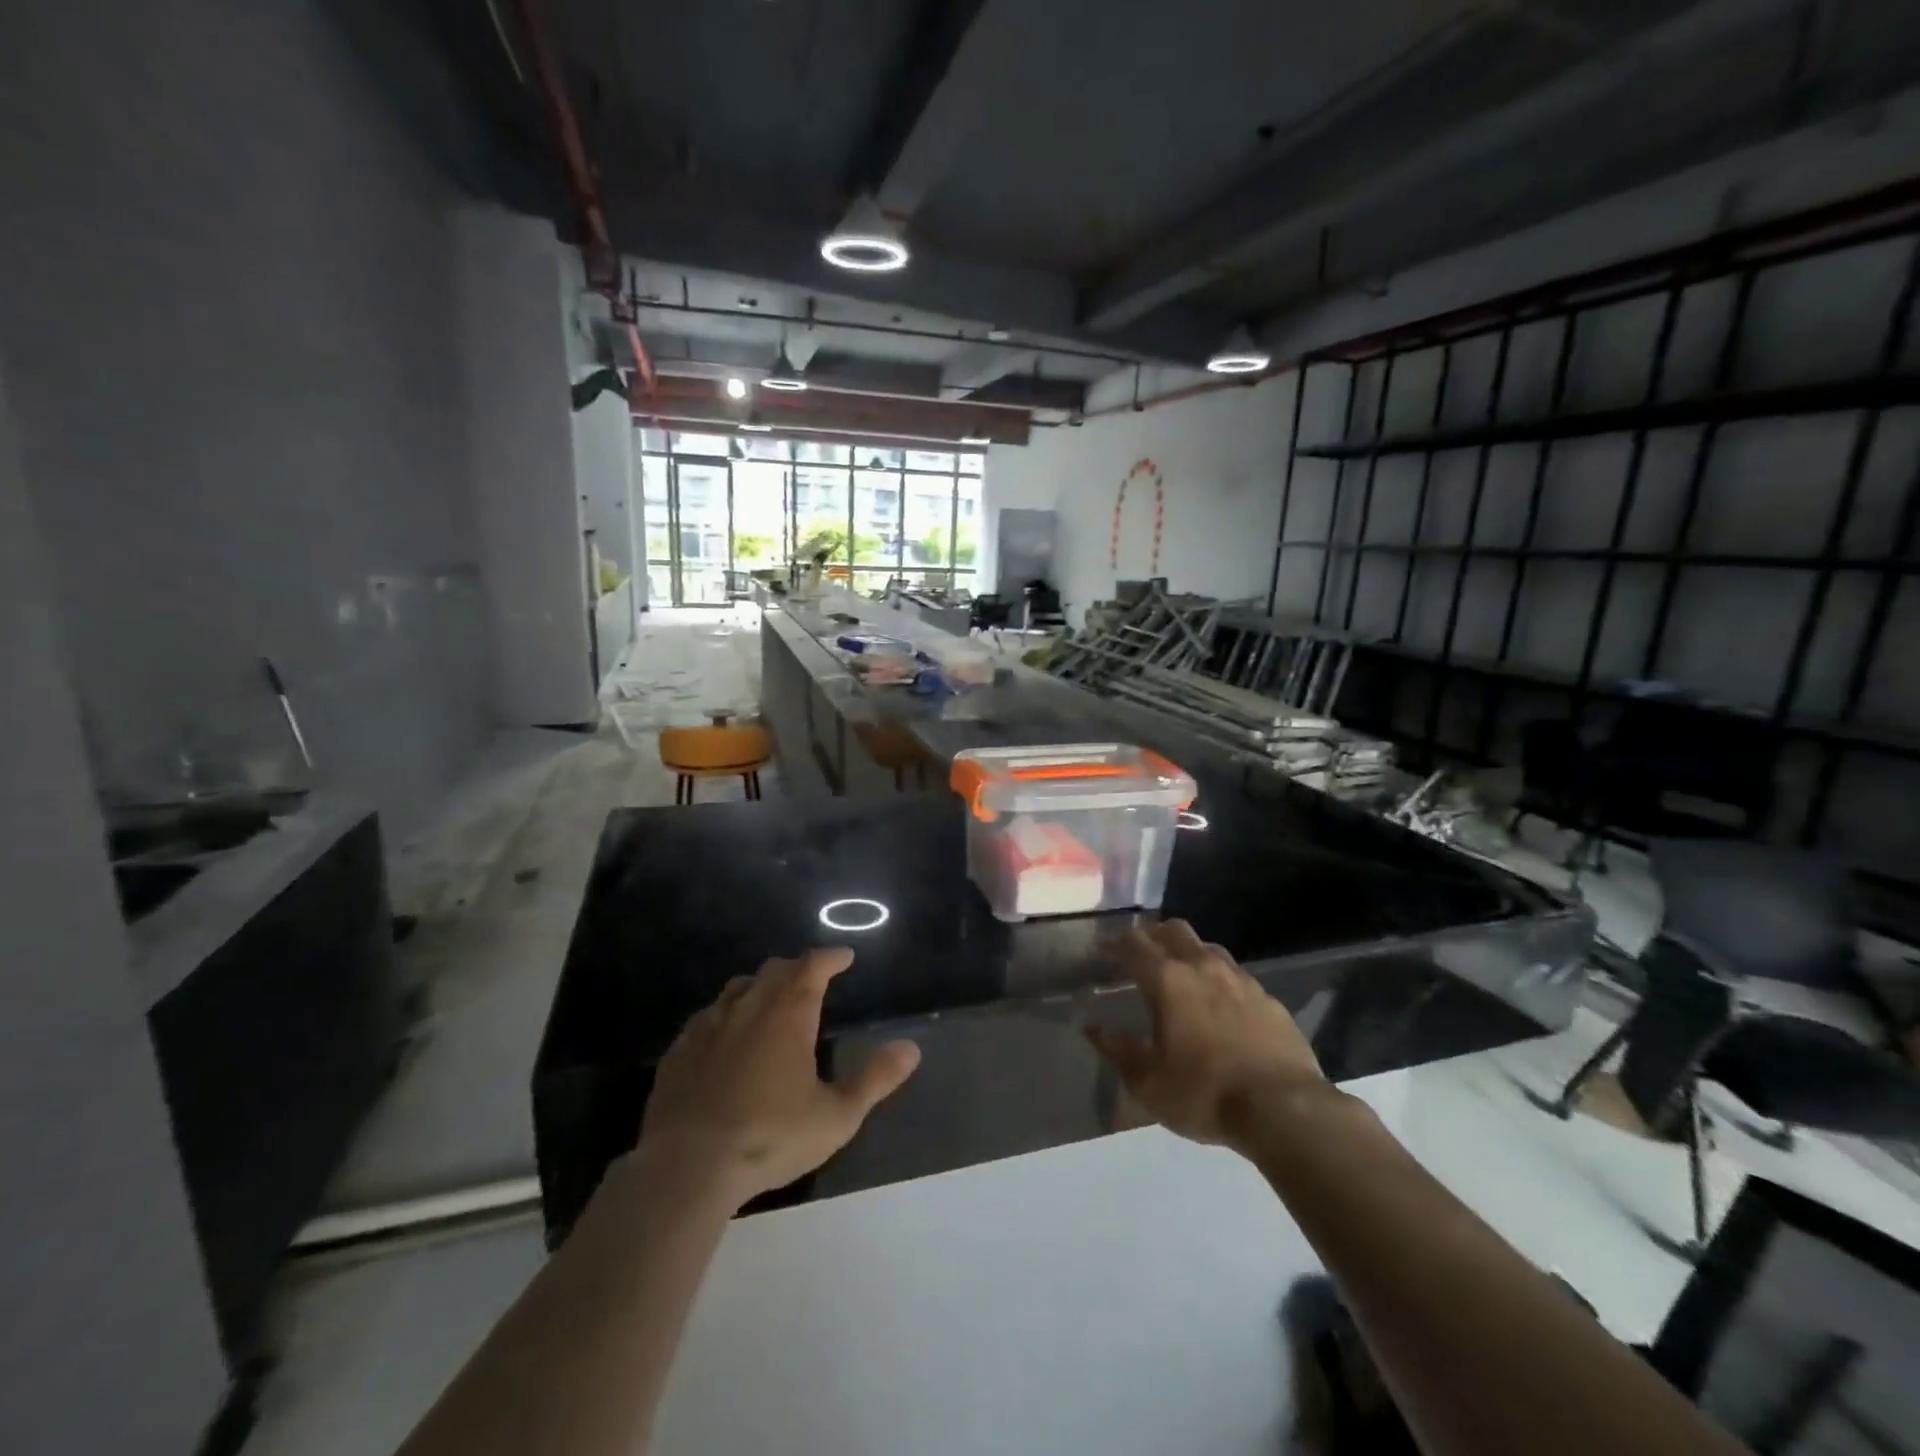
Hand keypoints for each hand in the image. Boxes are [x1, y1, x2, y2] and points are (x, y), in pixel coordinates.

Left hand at [637, 948, 920, 1207]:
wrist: (687, 1167)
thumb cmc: (770, 1137)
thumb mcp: (836, 1116)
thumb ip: (875, 1079)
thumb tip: (911, 1048)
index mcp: (788, 1012)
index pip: (813, 965)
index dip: (830, 957)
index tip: (844, 957)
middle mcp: (749, 1005)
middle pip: (775, 969)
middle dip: (797, 968)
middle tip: (812, 978)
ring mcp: (708, 1025)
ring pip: (738, 988)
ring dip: (760, 986)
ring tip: (771, 1001)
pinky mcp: (679, 1050)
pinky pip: (706, 1017)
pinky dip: (725, 1015)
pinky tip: (726, 1037)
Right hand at [1084, 921, 1328, 1150]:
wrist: (1285, 1110)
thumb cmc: (1205, 1094)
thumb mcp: (1148, 1083)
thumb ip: (1118, 1050)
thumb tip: (1093, 1028)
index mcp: (1168, 980)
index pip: (1134, 944)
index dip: (1114, 942)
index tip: (1103, 950)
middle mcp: (1203, 967)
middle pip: (1173, 930)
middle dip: (1153, 935)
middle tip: (1140, 955)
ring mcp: (1240, 979)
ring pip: (1207, 947)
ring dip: (1188, 953)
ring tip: (1180, 978)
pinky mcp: (1268, 998)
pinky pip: (1236, 975)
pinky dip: (1219, 980)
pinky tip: (1220, 1006)